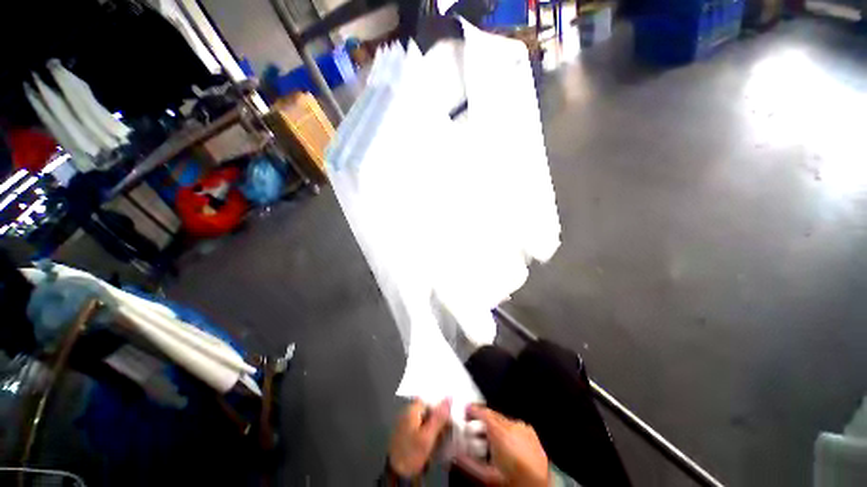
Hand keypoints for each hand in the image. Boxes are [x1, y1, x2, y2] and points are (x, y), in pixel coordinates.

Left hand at [388, 398, 451, 477]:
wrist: (398, 473)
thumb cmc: (412, 452)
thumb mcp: (428, 436)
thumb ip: (439, 417)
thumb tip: (449, 397)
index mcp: (411, 409)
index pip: (429, 400)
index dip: (441, 405)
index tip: (451, 413)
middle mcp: (408, 412)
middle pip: (428, 409)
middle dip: (439, 416)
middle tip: (449, 426)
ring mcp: (407, 423)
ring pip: (426, 419)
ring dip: (435, 425)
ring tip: (444, 434)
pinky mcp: (408, 434)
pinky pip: (422, 427)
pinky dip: (429, 432)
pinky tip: (436, 440)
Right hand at [454, 405, 549, 486]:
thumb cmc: (514, 482)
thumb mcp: (487, 477)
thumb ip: (468, 462)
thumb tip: (455, 454)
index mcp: (500, 433)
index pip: (482, 412)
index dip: (472, 410)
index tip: (465, 411)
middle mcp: (512, 426)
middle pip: (492, 415)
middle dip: (482, 420)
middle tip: (473, 429)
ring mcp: (523, 428)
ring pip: (503, 420)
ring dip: (494, 426)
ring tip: (490, 441)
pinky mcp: (531, 433)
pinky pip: (514, 426)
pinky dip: (507, 431)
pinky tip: (505, 445)